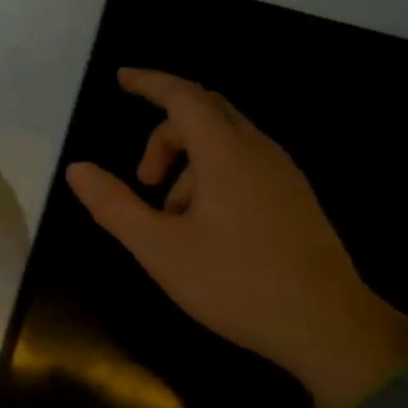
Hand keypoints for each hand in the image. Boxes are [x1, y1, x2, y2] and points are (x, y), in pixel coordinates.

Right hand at [65, 68, 407, 407]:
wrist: (330, 328)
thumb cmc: (237, 284)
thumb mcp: (161, 249)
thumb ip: (114, 206)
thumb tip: (77, 169)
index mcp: (226, 153)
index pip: (183, 95)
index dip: (149, 82)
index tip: (121, 79)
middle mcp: (259, 150)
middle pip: (205, 112)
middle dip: (164, 134)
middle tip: (143, 178)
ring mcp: (283, 173)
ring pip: (225, 142)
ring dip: (188, 164)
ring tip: (174, 221)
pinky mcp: (295, 197)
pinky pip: (244, 163)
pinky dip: (213, 176)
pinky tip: (207, 229)